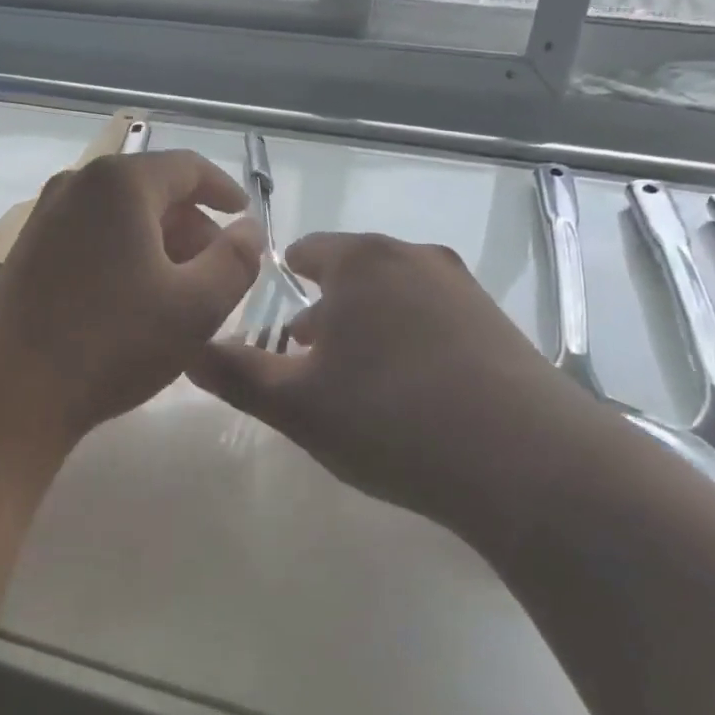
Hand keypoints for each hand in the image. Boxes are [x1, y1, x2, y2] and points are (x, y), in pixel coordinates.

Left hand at [0, 150, 261, 438]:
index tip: (244, 219)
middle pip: (153, 191)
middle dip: (193, 226)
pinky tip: (136, 300)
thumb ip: (236, 260)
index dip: (224, 191)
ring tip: (181, 291)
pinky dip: (125, 254)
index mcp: (122, 183)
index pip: (188, 168)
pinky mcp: (30, 249)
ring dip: (160, 244)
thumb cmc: (113, 341)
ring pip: (122, 216)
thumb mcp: (196, 306)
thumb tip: (249, 230)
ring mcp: (47, 216)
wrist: (11, 387)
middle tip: (218, 270)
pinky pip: (94, 236)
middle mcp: (79, 184)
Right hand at [190, 232, 611, 533]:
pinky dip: (411, 345)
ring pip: (395, 298)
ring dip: (368, 329)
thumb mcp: (295, 404)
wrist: (528, 462)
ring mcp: (464, 290)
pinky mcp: (499, 326)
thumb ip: (234, 374)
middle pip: (353, 274)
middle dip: (324, 312)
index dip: (282, 285)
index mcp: (361, 262)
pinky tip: (413, 397)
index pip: (306, 251)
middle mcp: (414, 259)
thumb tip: (186, 350)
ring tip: (357, 384)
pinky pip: (435, 322)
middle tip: (307, 363)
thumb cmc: (389, 418)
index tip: (274, 328)